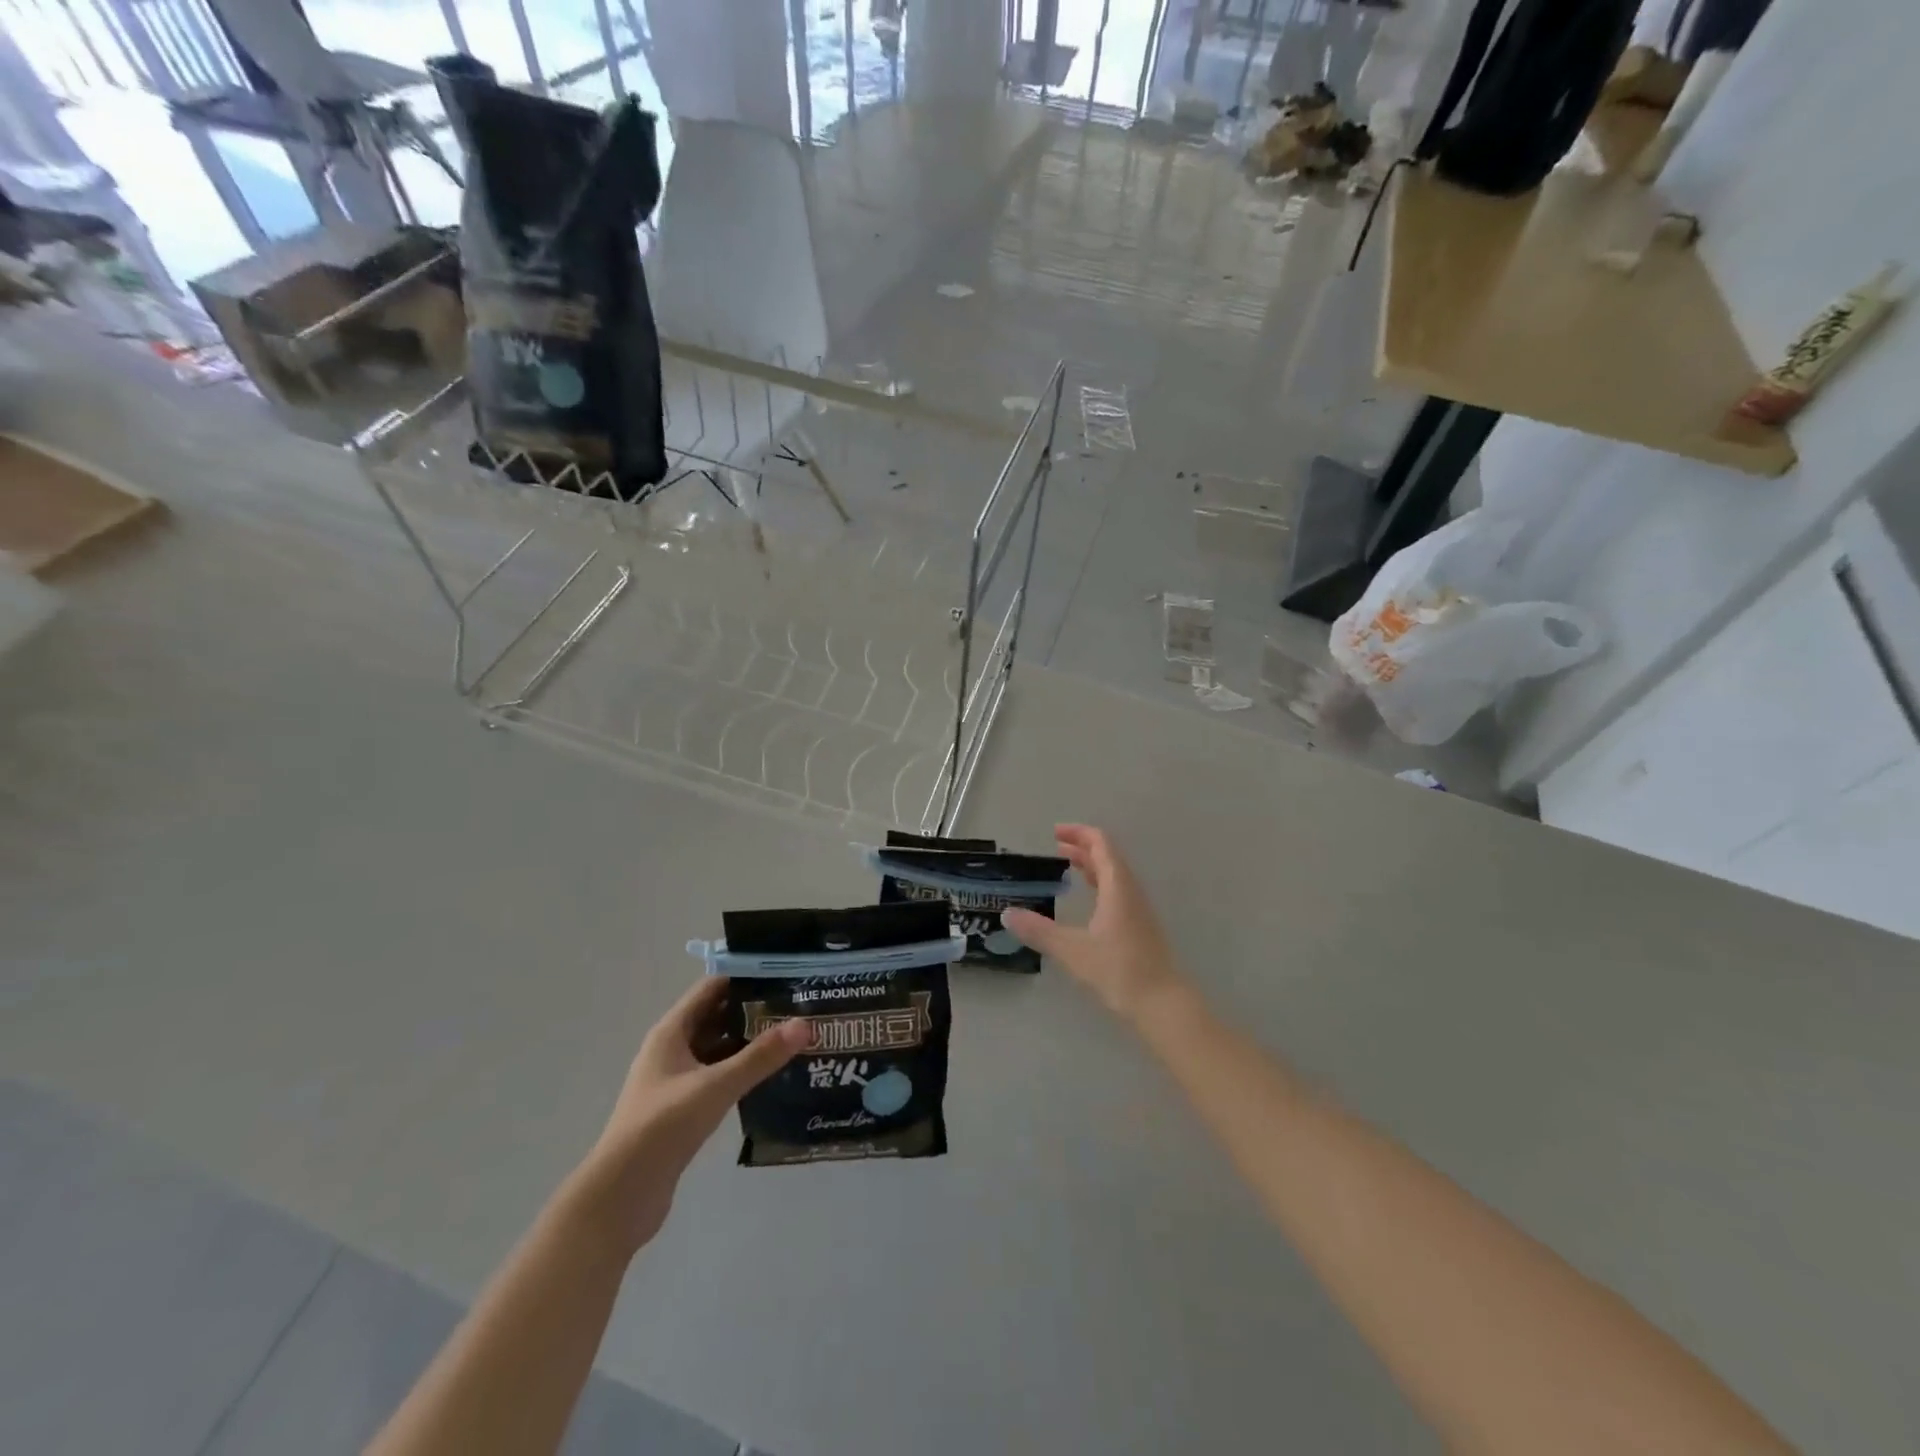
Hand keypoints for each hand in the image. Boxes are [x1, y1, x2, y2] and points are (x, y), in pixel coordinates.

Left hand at [579, 977, 808, 1246]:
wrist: (621, 1196)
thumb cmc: (663, 1127)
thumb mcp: (716, 1086)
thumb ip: (760, 1056)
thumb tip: (805, 1024)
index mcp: (671, 1032)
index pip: (712, 989)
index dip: (745, 977)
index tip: (784, 972)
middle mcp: (672, 1050)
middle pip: (717, 1017)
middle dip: (753, 1009)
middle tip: (798, 1004)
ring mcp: (676, 1081)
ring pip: (718, 1049)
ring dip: (749, 1042)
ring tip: (793, 1036)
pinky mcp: (683, 1109)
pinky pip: (717, 1077)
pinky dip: (741, 1071)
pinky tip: (772, 1075)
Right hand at [1003, 824, 1185, 1021]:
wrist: (1163, 1004)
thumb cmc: (1119, 970)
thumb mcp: (1072, 949)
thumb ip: (1039, 931)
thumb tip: (1007, 914)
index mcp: (1118, 887)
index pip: (1101, 844)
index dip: (1079, 833)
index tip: (1055, 833)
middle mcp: (1130, 891)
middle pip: (1109, 856)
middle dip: (1083, 847)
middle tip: (1056, 847)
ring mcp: (1138, 910)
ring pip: (1115, 875)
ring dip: (1092, 865)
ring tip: (1068, 866)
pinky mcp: (1140, 927)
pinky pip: (1118, 892)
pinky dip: (1100, 884)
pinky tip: (1088, 901)